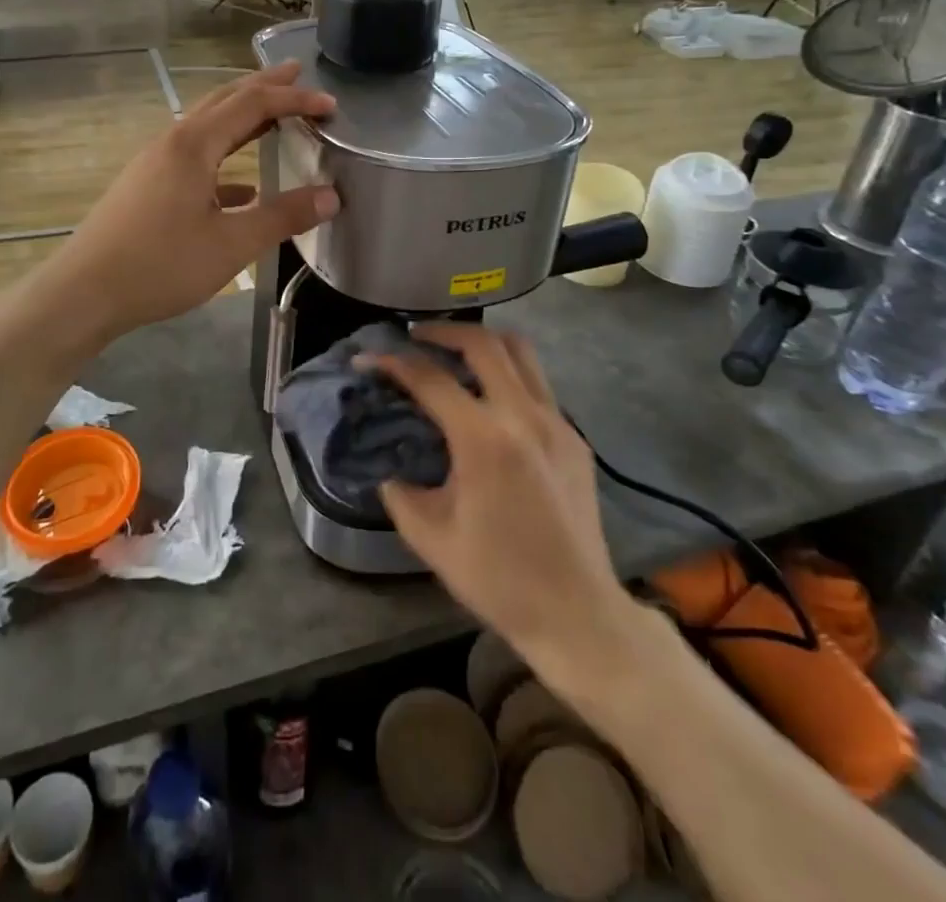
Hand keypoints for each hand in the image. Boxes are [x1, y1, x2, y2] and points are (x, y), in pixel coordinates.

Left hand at [44, 63, 337, 342]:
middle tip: (296, 74)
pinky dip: (224, 161)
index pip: (253, 104)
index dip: (294, 99)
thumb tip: (332, 196)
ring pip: (207, 127)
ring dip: (242, 118)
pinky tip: (242, 190)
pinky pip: (194, 159)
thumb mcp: (231, 244)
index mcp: (194, 144)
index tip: (330, 105)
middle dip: (263, 87)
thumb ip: (283, 216)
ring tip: (273, 117)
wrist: (85, 292)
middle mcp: (173, 142)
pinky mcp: (147, 186)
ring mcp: (155, 163)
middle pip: (224, 101)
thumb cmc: (161, 265)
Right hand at [364, 326, 635, 664]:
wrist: (578, 614)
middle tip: (414, 337)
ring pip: (521, 352)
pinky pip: (538, 384)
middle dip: (442, 331)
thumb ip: (399, 492)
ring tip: (454, 352)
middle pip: (483, 344)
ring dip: (482, 342)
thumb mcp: (430, 538)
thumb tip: (388, 467)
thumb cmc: (499, 579)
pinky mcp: (574, 437)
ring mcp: (557, 423)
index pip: (430, 379)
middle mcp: (524, 417)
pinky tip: (490, 400)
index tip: (367, 359)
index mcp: (484, 441)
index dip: (392, 362)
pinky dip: (508, 374)